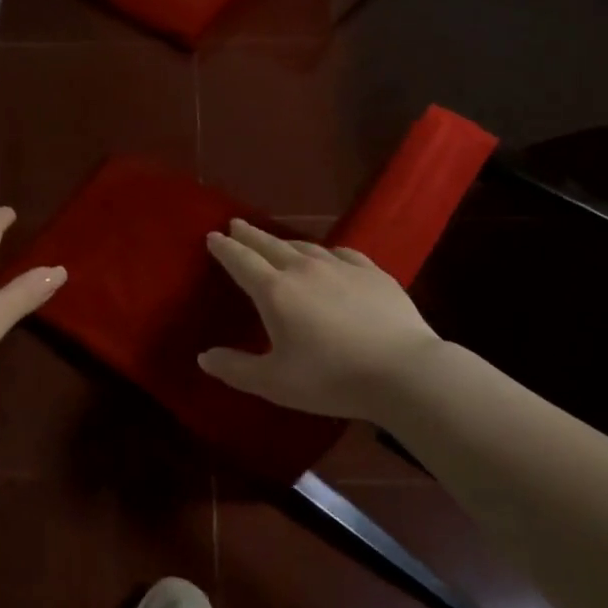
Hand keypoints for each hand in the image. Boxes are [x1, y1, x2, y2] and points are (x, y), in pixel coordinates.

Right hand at [199, 220, 442, 420]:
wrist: (403, 371)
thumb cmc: (331, 379)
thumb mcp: (274, 383)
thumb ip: (236, 369)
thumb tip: (203, 357)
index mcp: (275, 291)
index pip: (242, 261)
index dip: (225, 249)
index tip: (213, 236)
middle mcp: (304, 270)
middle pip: (270, 245)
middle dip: (250, 235)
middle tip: (236, 224)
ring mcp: (341, 267)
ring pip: (305, 246)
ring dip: (285, 241)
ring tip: (276, 240)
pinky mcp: (373, 273)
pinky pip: (342, 253)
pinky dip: (326, 251)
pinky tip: (329, 255)